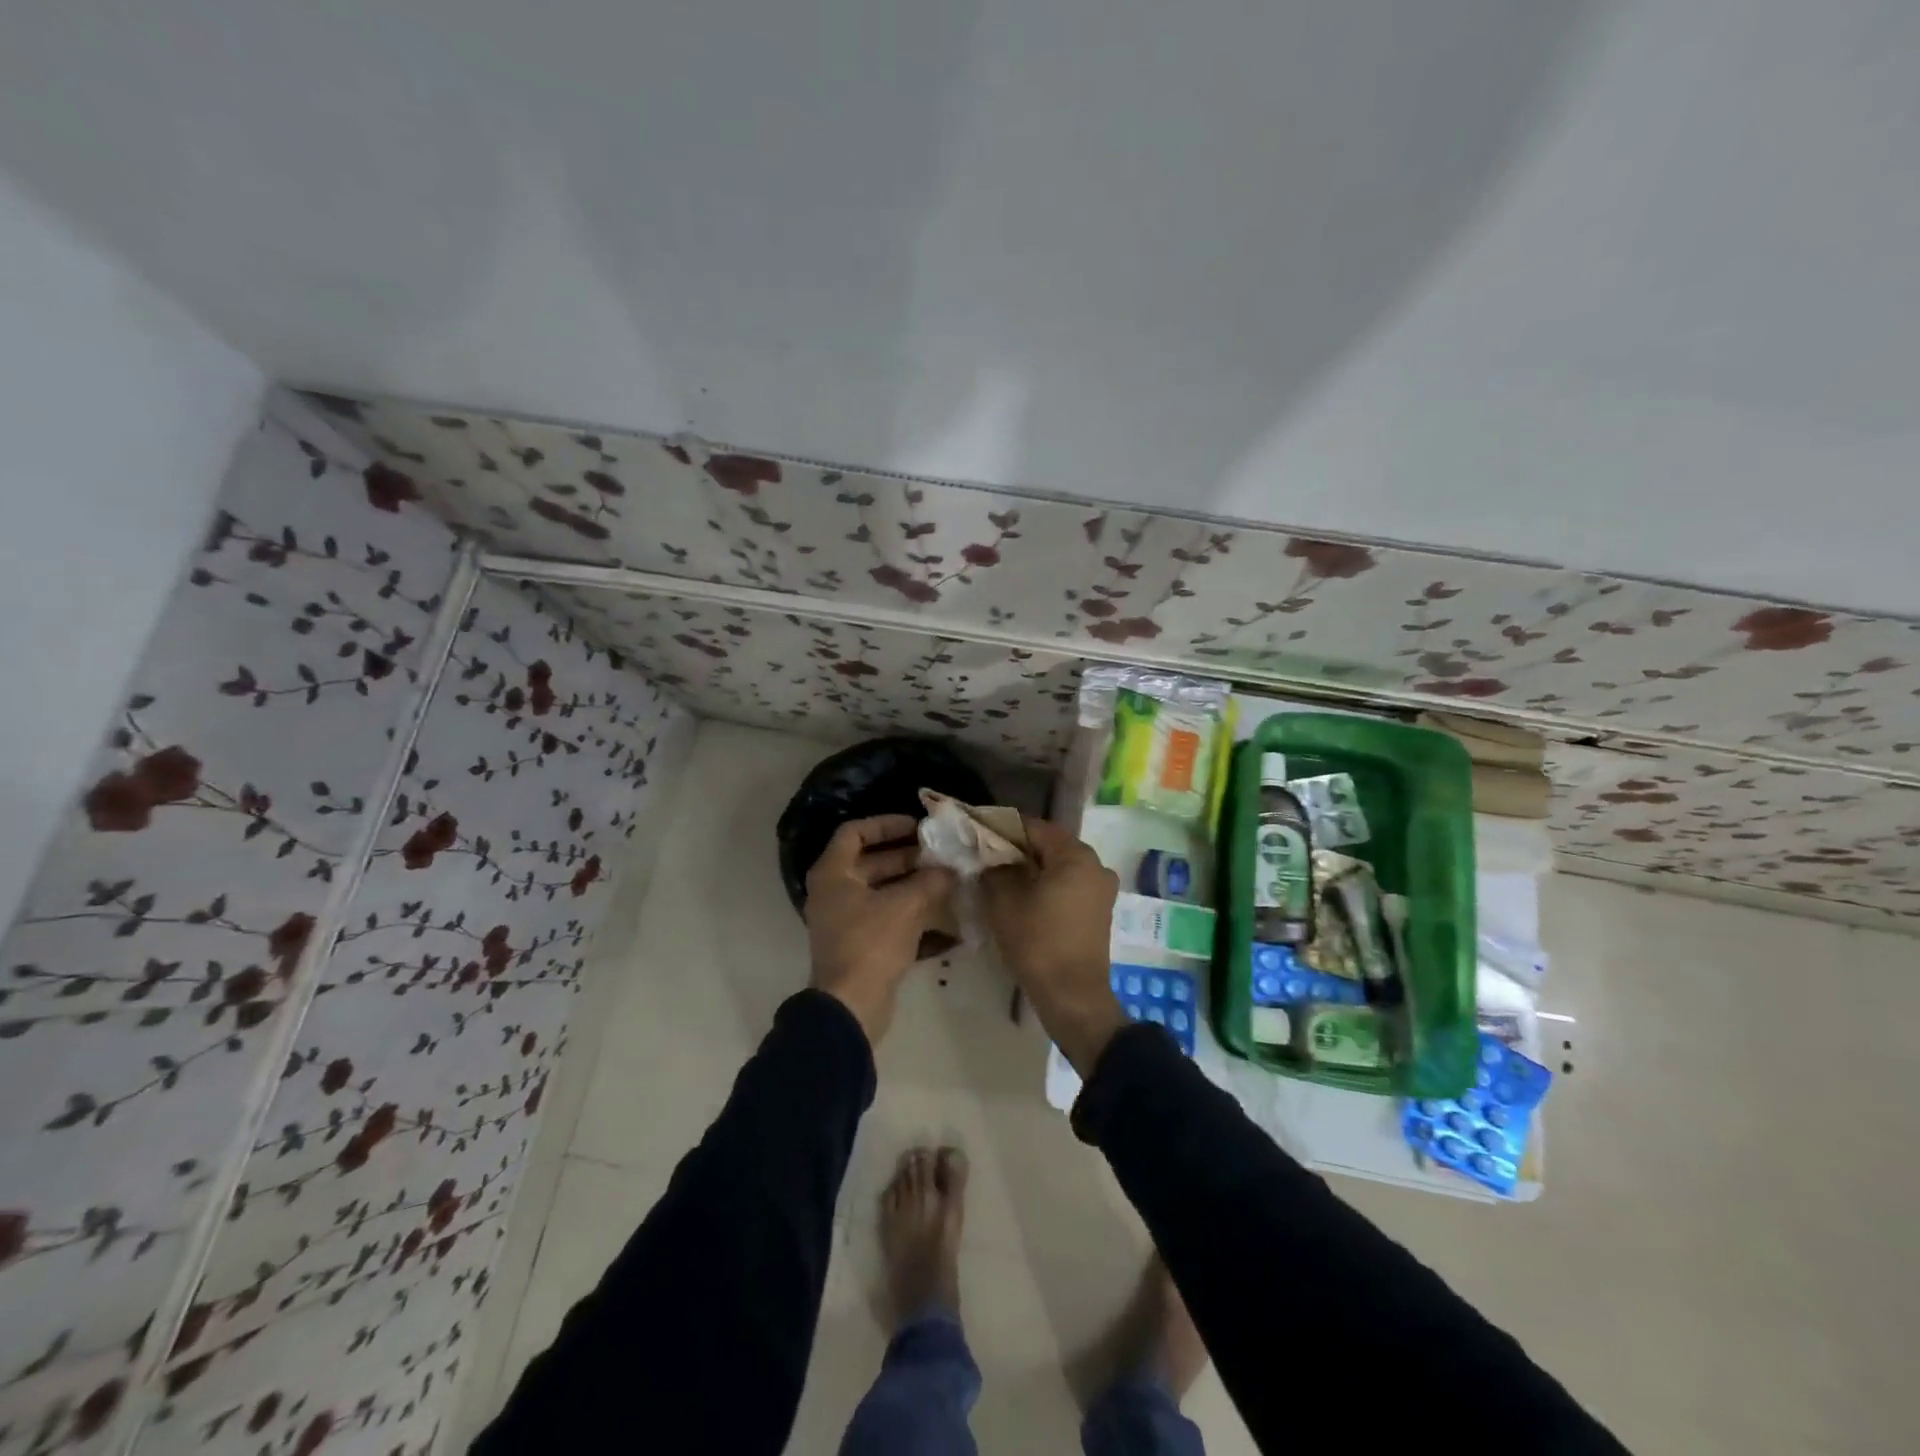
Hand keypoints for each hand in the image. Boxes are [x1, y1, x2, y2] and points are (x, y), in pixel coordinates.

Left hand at [806, 814, 954, 1043]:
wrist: (852, 1006)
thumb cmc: (871, 944)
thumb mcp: (906, 905)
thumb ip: (930, 881)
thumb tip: (950, 868)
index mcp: (833, 873)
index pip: (855, 832)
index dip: (886, 824)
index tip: (917, 827)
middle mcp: (833, 891)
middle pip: (869, 861)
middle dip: (906, 855)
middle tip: (939, 854)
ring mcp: (844, 919)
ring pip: (879, 889)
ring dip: (910, 882)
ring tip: (944, 878)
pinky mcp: (858, 943)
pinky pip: (883, 914)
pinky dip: (908, 909)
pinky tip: (939, 910)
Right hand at [980, 817, 1125, 1075]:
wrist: (1073, 997)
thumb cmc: (1038, 942)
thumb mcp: (1005, 901)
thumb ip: (995, 870)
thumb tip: (990, 858)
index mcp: (1076, 855)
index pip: (1034, 827)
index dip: (1003, 828)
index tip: (978, 833)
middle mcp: (1096, 865)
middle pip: (1049, 845)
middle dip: (1017, 848)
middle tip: (986, 857)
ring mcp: (1101, 889)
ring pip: (1059, 866)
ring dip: (1032, 868)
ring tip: (1001, 878)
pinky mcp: (1099, 910)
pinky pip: (1069, 885)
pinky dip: (1047, 885)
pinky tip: (1023, 897)